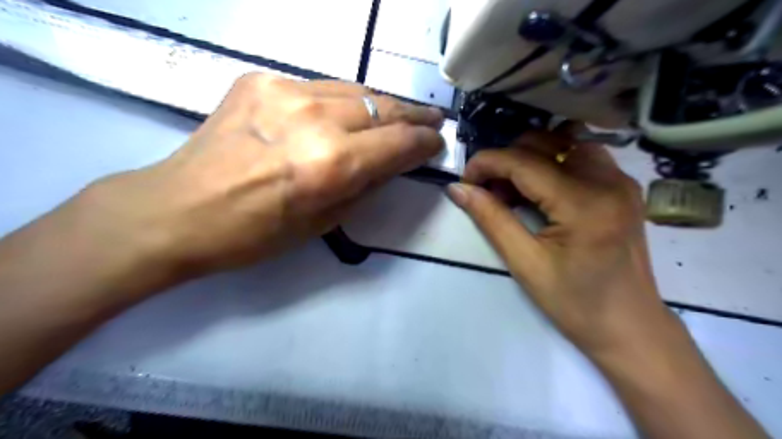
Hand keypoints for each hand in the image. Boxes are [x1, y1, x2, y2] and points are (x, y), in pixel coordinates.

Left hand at [79, 74, 445, 280]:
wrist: (178, 209)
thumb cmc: (254, 233)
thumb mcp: (323, 223)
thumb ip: (365, 187)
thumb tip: (391, 163)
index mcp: (331, 165)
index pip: (397, 142)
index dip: (424, 142)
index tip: (437, 142)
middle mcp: (314, 120)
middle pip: (382, 107)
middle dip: (413, 115)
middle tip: (432, 119)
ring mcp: (285, 92)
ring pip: (355, 90)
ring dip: (382, 104)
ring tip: (398, 113)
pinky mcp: (261, 80)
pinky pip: (320, 87)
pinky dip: (343, 100)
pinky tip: (347, 112)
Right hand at [446, 125, 672, 354]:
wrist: (630, 327)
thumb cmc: (575, 304)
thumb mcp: (525, 263)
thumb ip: (490, 219)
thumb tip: (458, 189)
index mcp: (583, 202)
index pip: (524, 162)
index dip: (486, 163)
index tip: (464, 180)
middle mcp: (608, 180)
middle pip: (545, 143)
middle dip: (507, 160)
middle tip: (489, 191)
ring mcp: (621, 181)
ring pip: (564, 143)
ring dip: (530, 158)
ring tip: (513, 189)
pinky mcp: (623, 188)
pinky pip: (581, 156)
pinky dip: (552, 163)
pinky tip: (540, 190)